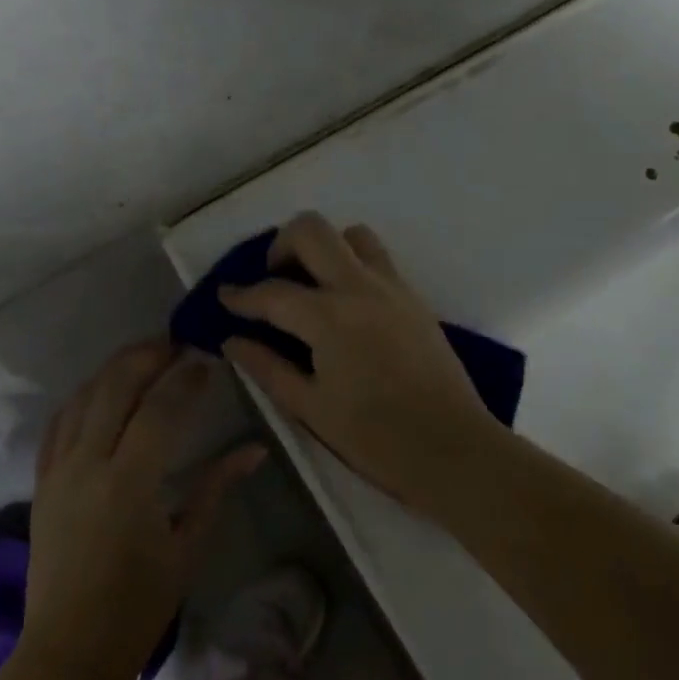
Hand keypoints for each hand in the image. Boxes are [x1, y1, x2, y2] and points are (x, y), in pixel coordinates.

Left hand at [22, 342, 263, 679]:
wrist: (69, 649)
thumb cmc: (138, 606)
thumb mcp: (188, 548)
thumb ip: (217, 488)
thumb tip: (255, 450)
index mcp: (129, 483)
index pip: (160, 409)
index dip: (186, 379)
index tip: (207, 362)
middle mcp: (88, 464)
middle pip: (115, 387)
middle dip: (147, 356)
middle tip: (175, 343)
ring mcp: (58, 470)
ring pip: (83, 397)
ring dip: (114, 369)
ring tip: (143, 356)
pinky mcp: (42, 480)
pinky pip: (58, 423)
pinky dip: (82, 397)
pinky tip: (100, 389)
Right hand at [220, 213, 499, 514]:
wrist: (454, 449)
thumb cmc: (376, 437)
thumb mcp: (310, 408)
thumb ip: (267, 368)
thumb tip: (232, 341)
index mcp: (329, 317)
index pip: (272, 292)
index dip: (241, 295)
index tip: (224, 297)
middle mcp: (359, 287)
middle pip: (311, 230)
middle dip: (280, 245)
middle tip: (272, 278)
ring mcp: (392, 287)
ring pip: (352, 235)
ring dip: (324, 248)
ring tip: (312, 283)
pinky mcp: (414, 298)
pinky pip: (378, 259)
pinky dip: (352, 264)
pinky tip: (345, 304)